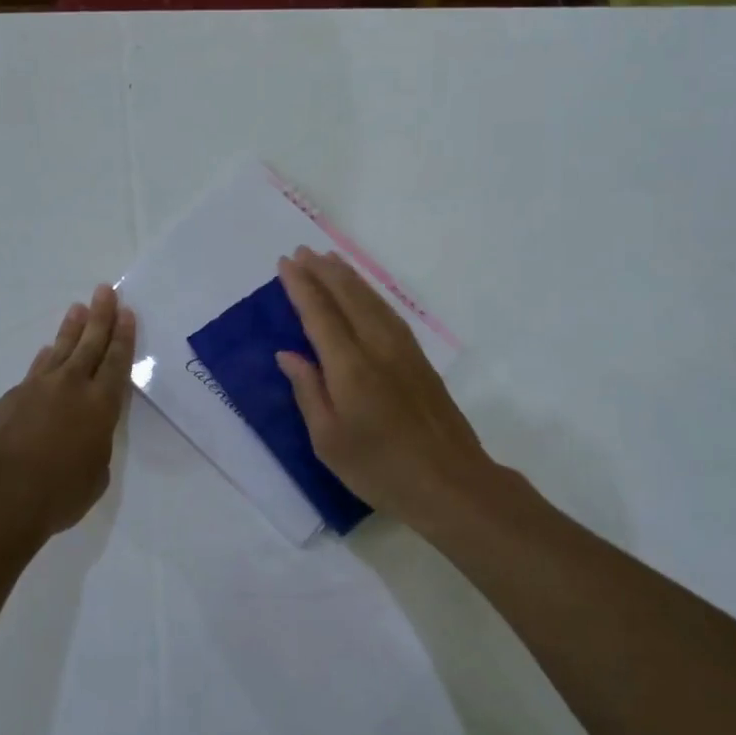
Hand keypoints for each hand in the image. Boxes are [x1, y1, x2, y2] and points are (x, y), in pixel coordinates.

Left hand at [0, 286, 135, 535]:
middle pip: (89, 344)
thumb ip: (94, 448)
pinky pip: (32, 374)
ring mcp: (34, 389)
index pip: (116, 362)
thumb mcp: (94, 476)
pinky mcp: (6, 400)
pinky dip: (42, 362)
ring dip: (70, 330)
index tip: (126, 311)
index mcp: (100, 406)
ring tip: (76, 309)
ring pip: (58, 351)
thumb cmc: (57, 494)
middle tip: (104, 290)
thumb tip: (83, 437)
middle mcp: (69, 387)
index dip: (123, 336)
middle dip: (100, 316)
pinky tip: (44, 355)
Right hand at [276, 248, 497, 522]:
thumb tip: (288, 354)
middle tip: (302, 251)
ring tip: (329, 259)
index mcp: (350, 367)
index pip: (320, 314)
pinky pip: (388, 312)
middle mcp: (377, 347)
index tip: (284, 263)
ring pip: (372, 300)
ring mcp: (403, 351)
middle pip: (348, 297)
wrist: (451, 483)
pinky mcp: (420, 360)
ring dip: (348, 276)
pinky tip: (364, 293)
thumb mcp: (328, 441)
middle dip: (323, 271)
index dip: (301, 286)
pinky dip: (370, 294)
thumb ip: (308, 391)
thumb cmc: (380, 469)